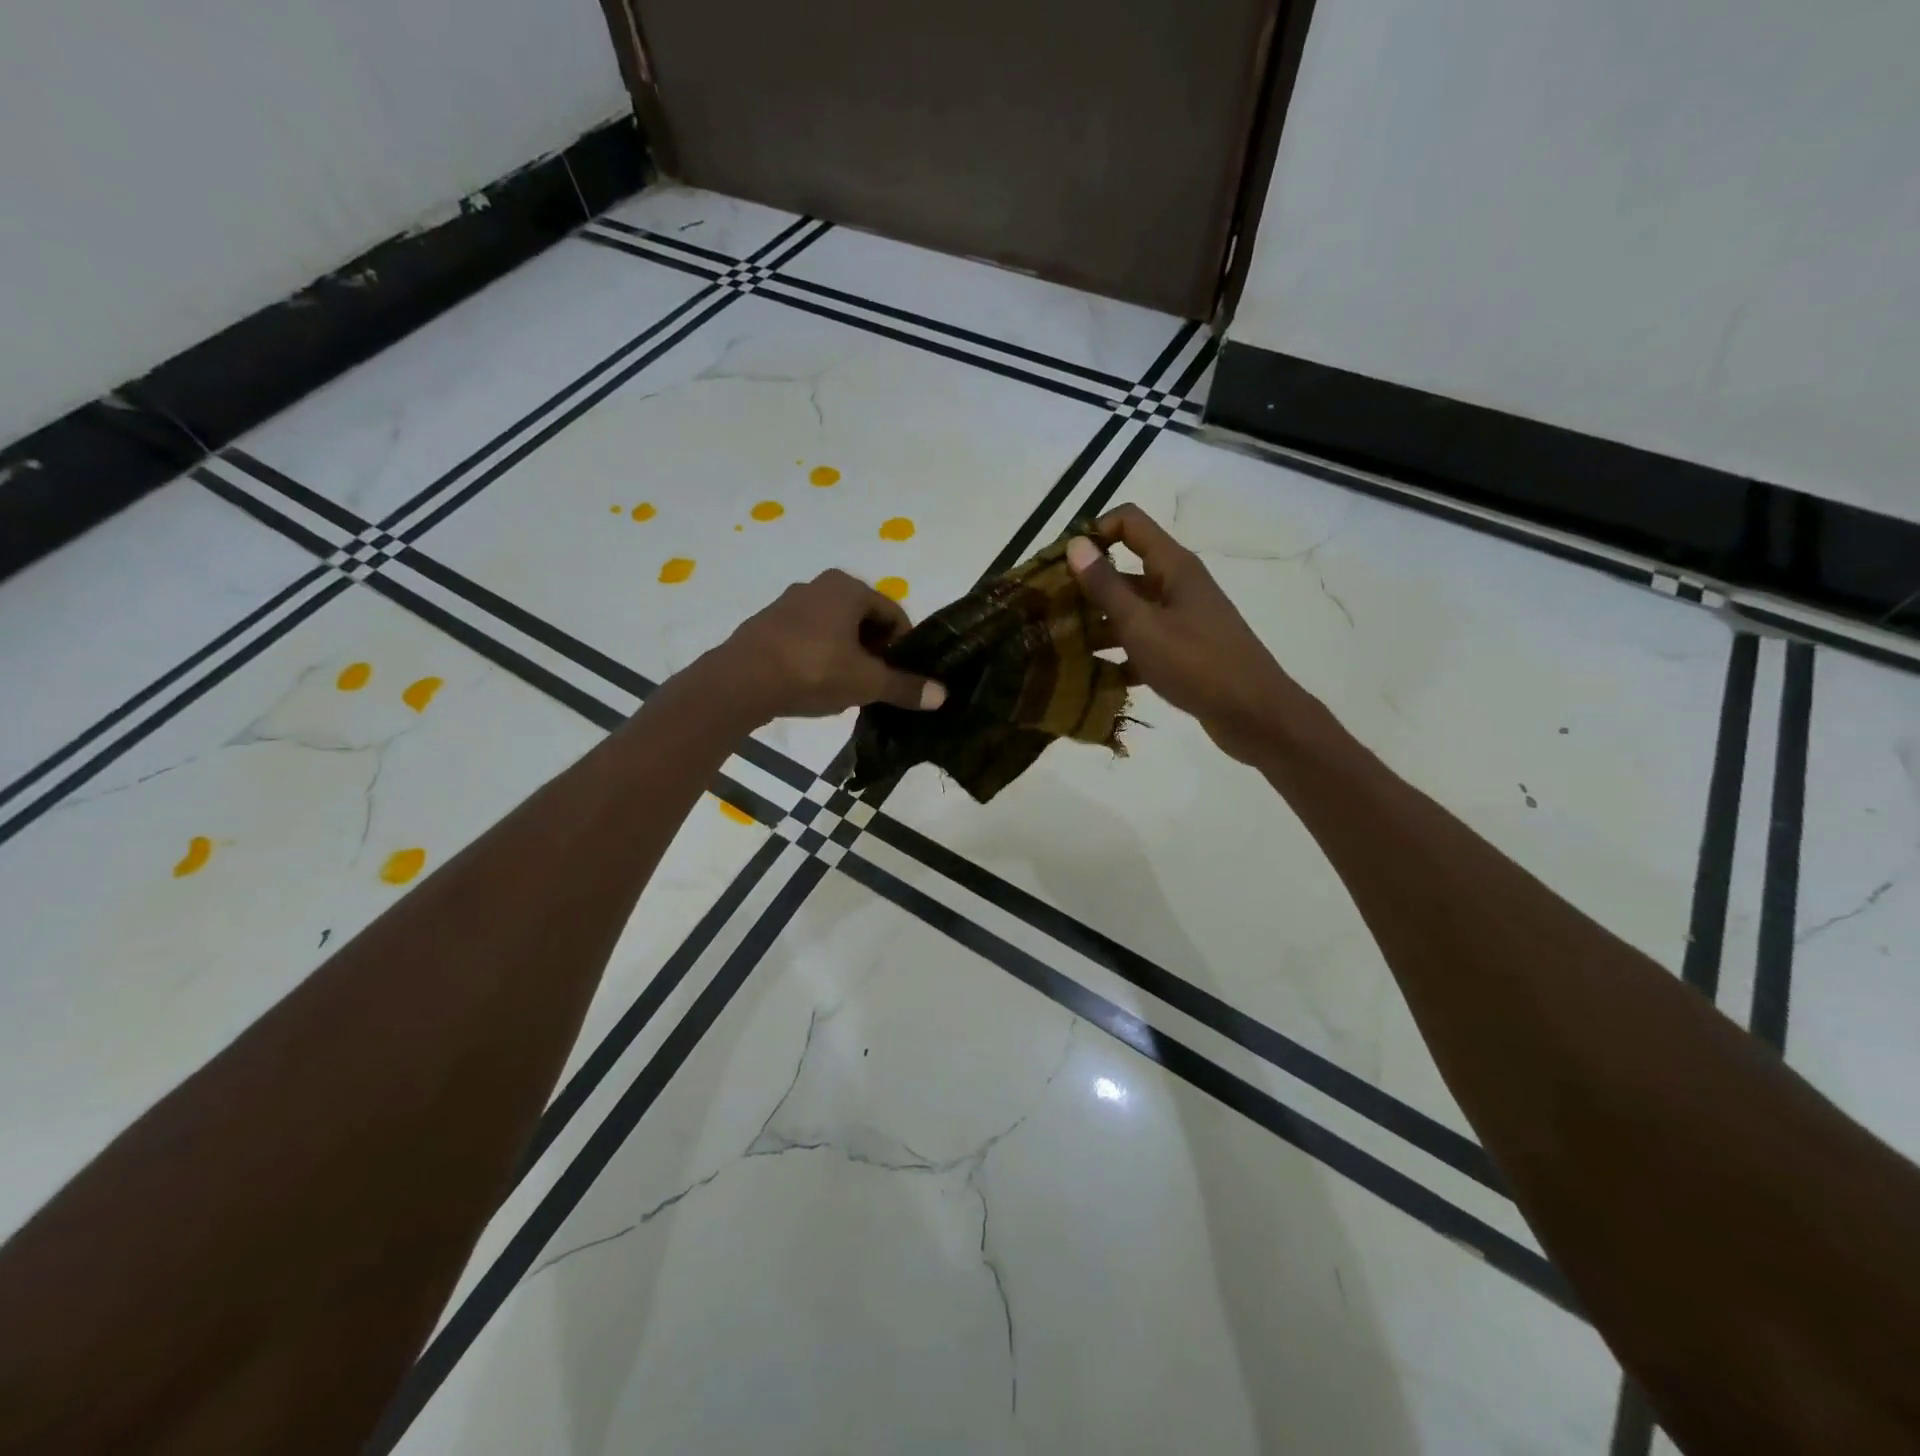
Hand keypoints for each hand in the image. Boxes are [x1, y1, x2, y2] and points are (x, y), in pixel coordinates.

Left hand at [710, 569, 946, 721]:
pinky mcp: (766, 624)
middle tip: (878, 683)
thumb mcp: (866, 683)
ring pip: (834, 629)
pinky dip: (819, 656)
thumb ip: (905, 687)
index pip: (893, 613)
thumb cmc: (814, 671)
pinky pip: (807, 637)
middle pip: (863, 619)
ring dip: (847, 654)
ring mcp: (788, 603)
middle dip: (875, 650)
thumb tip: (942, 695)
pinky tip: (815, 684)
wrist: (741, 681)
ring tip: (848, 687)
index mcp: (848, 588)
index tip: (904, 675)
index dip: (904, 646)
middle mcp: (819, 586)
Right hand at [1067, 504, 1306, 763]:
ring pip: (1130, 611)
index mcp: (1173, 566)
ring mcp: (1181, 620)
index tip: (1060, 564)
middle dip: (1085, 587)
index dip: (1093, 532)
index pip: (1129, 523)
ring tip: (1058, 647)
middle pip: (1124, 571)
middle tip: (1046, 611)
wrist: (1254, 714)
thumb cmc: (1197, 663)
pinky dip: (1118, 656)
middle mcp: (1177, 585)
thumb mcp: (1143, 625)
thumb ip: (1106, 587)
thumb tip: (1076, 545)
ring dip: (1097, 625)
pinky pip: (1141, 644)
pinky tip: (1091, 677)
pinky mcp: (1182, 652)